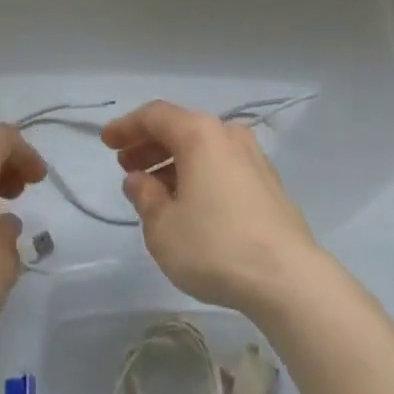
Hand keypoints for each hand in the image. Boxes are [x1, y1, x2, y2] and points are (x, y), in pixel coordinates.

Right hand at [102, 100, 325, 317]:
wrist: (287, 277)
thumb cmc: (215, 246)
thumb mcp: (163, 228)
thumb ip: (145, 197)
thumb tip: (139, 180)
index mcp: (199, 134)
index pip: (155, 115)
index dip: (127, 126)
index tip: (106, 142)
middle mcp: (227, 134)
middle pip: (180, 128)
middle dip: (149, 144)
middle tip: (125, 166)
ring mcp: (253, 157)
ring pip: (203, 148)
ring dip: (173, 161)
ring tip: (152, 188)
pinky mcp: (267, 182)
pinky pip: (221, 164)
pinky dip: (198, 173)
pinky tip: (188, 201)